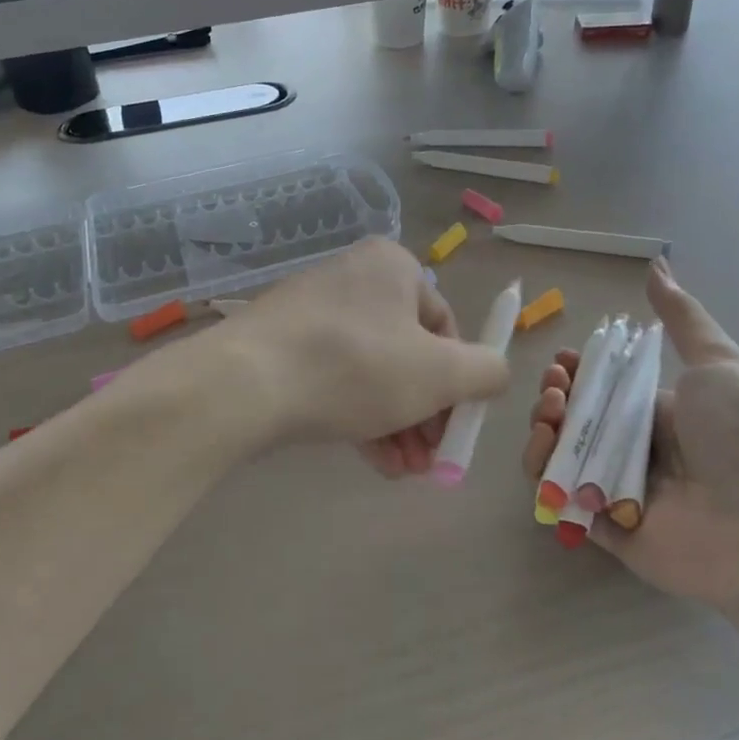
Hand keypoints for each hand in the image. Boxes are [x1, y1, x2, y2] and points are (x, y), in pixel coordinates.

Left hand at [218, 239, 510, 476]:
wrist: (245, 383)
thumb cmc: (356, 367)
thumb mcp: (441, 374)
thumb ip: (486, 372)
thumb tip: (494, 374)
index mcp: (393, 267)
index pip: (445, 326)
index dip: (458, 382)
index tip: (455, 428)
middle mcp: (353, 279)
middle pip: (408, 353)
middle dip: (426, 414)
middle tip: (431, 460)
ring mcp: (313, 311)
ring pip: (372, 372)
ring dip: (397, 425)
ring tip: (406, 472)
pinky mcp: (282, 345)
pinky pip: (335, 379)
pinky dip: (360, 418)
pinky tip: (375, 463)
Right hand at [520, 258, 738, 616]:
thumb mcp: (717, 364)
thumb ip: (682, 317)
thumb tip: (658, 264)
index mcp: (656, 411)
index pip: (601, 387)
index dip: (575, 372)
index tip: (564, 362)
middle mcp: (633, 448)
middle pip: (574, 418)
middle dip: (553, 396)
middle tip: (555, 389)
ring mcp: (615, 489)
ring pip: (560, 455)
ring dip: (543, 430)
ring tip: (550, 417)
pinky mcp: (603, 527)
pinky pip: (559, 498)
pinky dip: (543, 475)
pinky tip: (546, 452)